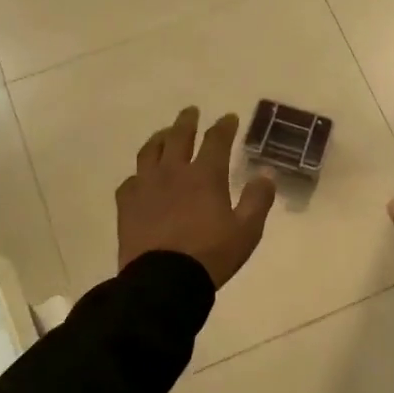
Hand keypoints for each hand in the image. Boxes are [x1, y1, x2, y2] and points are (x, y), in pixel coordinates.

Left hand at [117, 107, 275, 288]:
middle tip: (191, 112)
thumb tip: (266, 174)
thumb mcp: (247, 230)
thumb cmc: (211, 255)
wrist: (163, 280)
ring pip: (150, 151)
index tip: (229, 118)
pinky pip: (131, 180)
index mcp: (205, 176)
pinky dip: (139, 174)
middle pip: (178, 136)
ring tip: (164, 134)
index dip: (224, 126)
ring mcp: (146, 186)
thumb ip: (258, 199)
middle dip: (187, 122)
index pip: (216, 140)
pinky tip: (141, 177)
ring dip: (159, 138)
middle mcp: (173, 172)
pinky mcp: (127, 205)